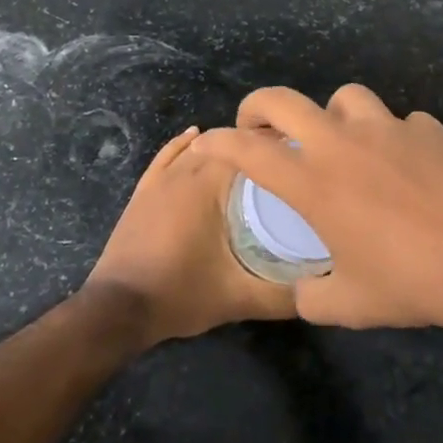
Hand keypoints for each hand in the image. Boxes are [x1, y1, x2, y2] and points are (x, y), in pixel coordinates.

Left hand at [84, 128, 295, 345]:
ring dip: (225, 147)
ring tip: (253, 157)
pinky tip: (195, 135)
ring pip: (199, 148)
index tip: (304, 156)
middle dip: (257, 149)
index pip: (252, 148)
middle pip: (229, 145)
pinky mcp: (144, 190)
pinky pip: (168, 155)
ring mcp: (161, 178)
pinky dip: (184, 143)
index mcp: (210, 184)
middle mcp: (186, 170)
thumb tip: (324, 287)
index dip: (280, 147)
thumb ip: (284, 295)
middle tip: (287, 163)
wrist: (118, 308)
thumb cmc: (181, 295)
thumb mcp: (240, 298)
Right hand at [193, 86, 442, 329]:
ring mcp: (388, 128)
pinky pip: (399, 122)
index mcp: (314, 183)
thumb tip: (305, 287)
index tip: (206, 145)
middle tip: (260, 127)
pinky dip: (391, 138)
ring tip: (341, 142)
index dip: (218, 143)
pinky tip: (404, 166)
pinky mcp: (428, 129)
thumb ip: (311, 293)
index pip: (247, 150)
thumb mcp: (347, 305)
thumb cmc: (408, 283)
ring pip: (345, 98)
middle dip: (258, 107)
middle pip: (284, 100)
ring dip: (331, 116)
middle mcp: (342, 143)